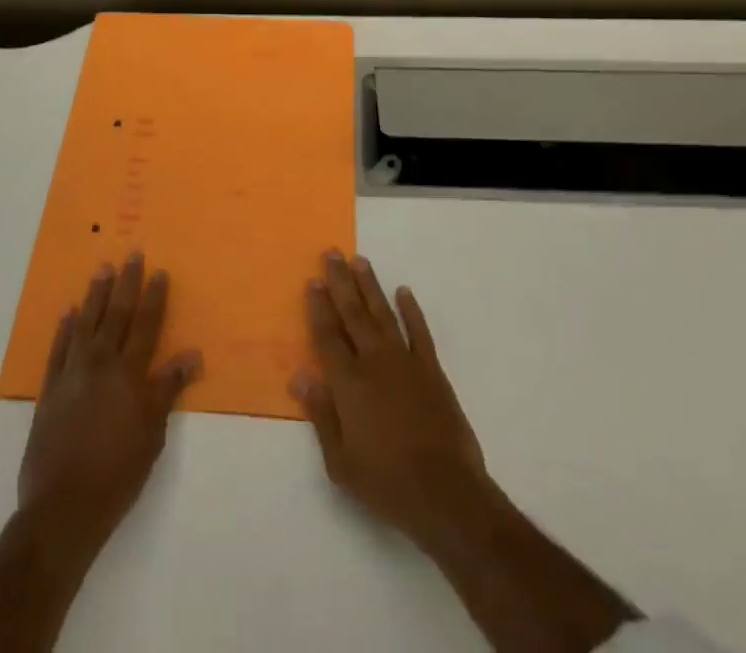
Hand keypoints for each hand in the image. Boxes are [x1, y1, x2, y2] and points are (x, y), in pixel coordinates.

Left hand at [17, 254, 201, 556]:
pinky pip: (58, 349)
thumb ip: (167, 389)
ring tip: (102, 269)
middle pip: (116, 315)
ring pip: (86, 323)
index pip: (146, 325)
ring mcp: (72, 374)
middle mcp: (101, 364)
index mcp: (129, 374)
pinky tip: (68, 312)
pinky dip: (64, 329)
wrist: (63, 507)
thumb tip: (191, 354)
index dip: (154, 297)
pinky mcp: (49, 390)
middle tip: (131, 254)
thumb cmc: (118, 473)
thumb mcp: (153, 434)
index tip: (159, 271)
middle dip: (126, 283)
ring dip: (95, 295)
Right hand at [290, 249, 491, 548]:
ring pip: (383, 313)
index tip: (312, 280)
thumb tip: (300, 375)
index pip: (328, 335)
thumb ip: (320, 414)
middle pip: (353, 313)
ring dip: (370, 286)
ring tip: (360, 260)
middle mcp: (374, 362)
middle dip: (341, 282)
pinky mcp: (432, 370)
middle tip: (332, 253)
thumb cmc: (386, 482)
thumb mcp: (340, 462)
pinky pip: (419, 332)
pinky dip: (411, 310)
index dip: (319, 307)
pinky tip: (404, 291)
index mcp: (349, 383)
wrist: (445, 493)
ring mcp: (405, 362)